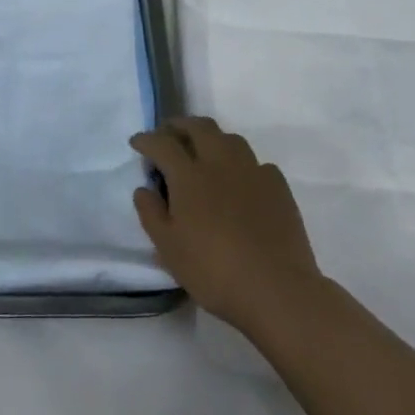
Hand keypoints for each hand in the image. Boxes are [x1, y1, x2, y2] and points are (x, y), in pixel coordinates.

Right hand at [132, 117, 321, 332]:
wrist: (276, 289)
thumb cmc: (213, 271)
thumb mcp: (168, 248)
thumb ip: (151, 214)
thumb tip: (144, 188)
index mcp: (190, 176)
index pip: (163, 144)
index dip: (147, 139)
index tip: (137, 142)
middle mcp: (220, 162)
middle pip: (199, 127)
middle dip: (179, 125)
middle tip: (168, 135)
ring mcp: (253, 171)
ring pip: (230, 138)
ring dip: (211, 138)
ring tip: (203, 152)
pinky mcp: (277, 185)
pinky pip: (255, 163)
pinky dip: (241, 164)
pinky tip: (240, 181)